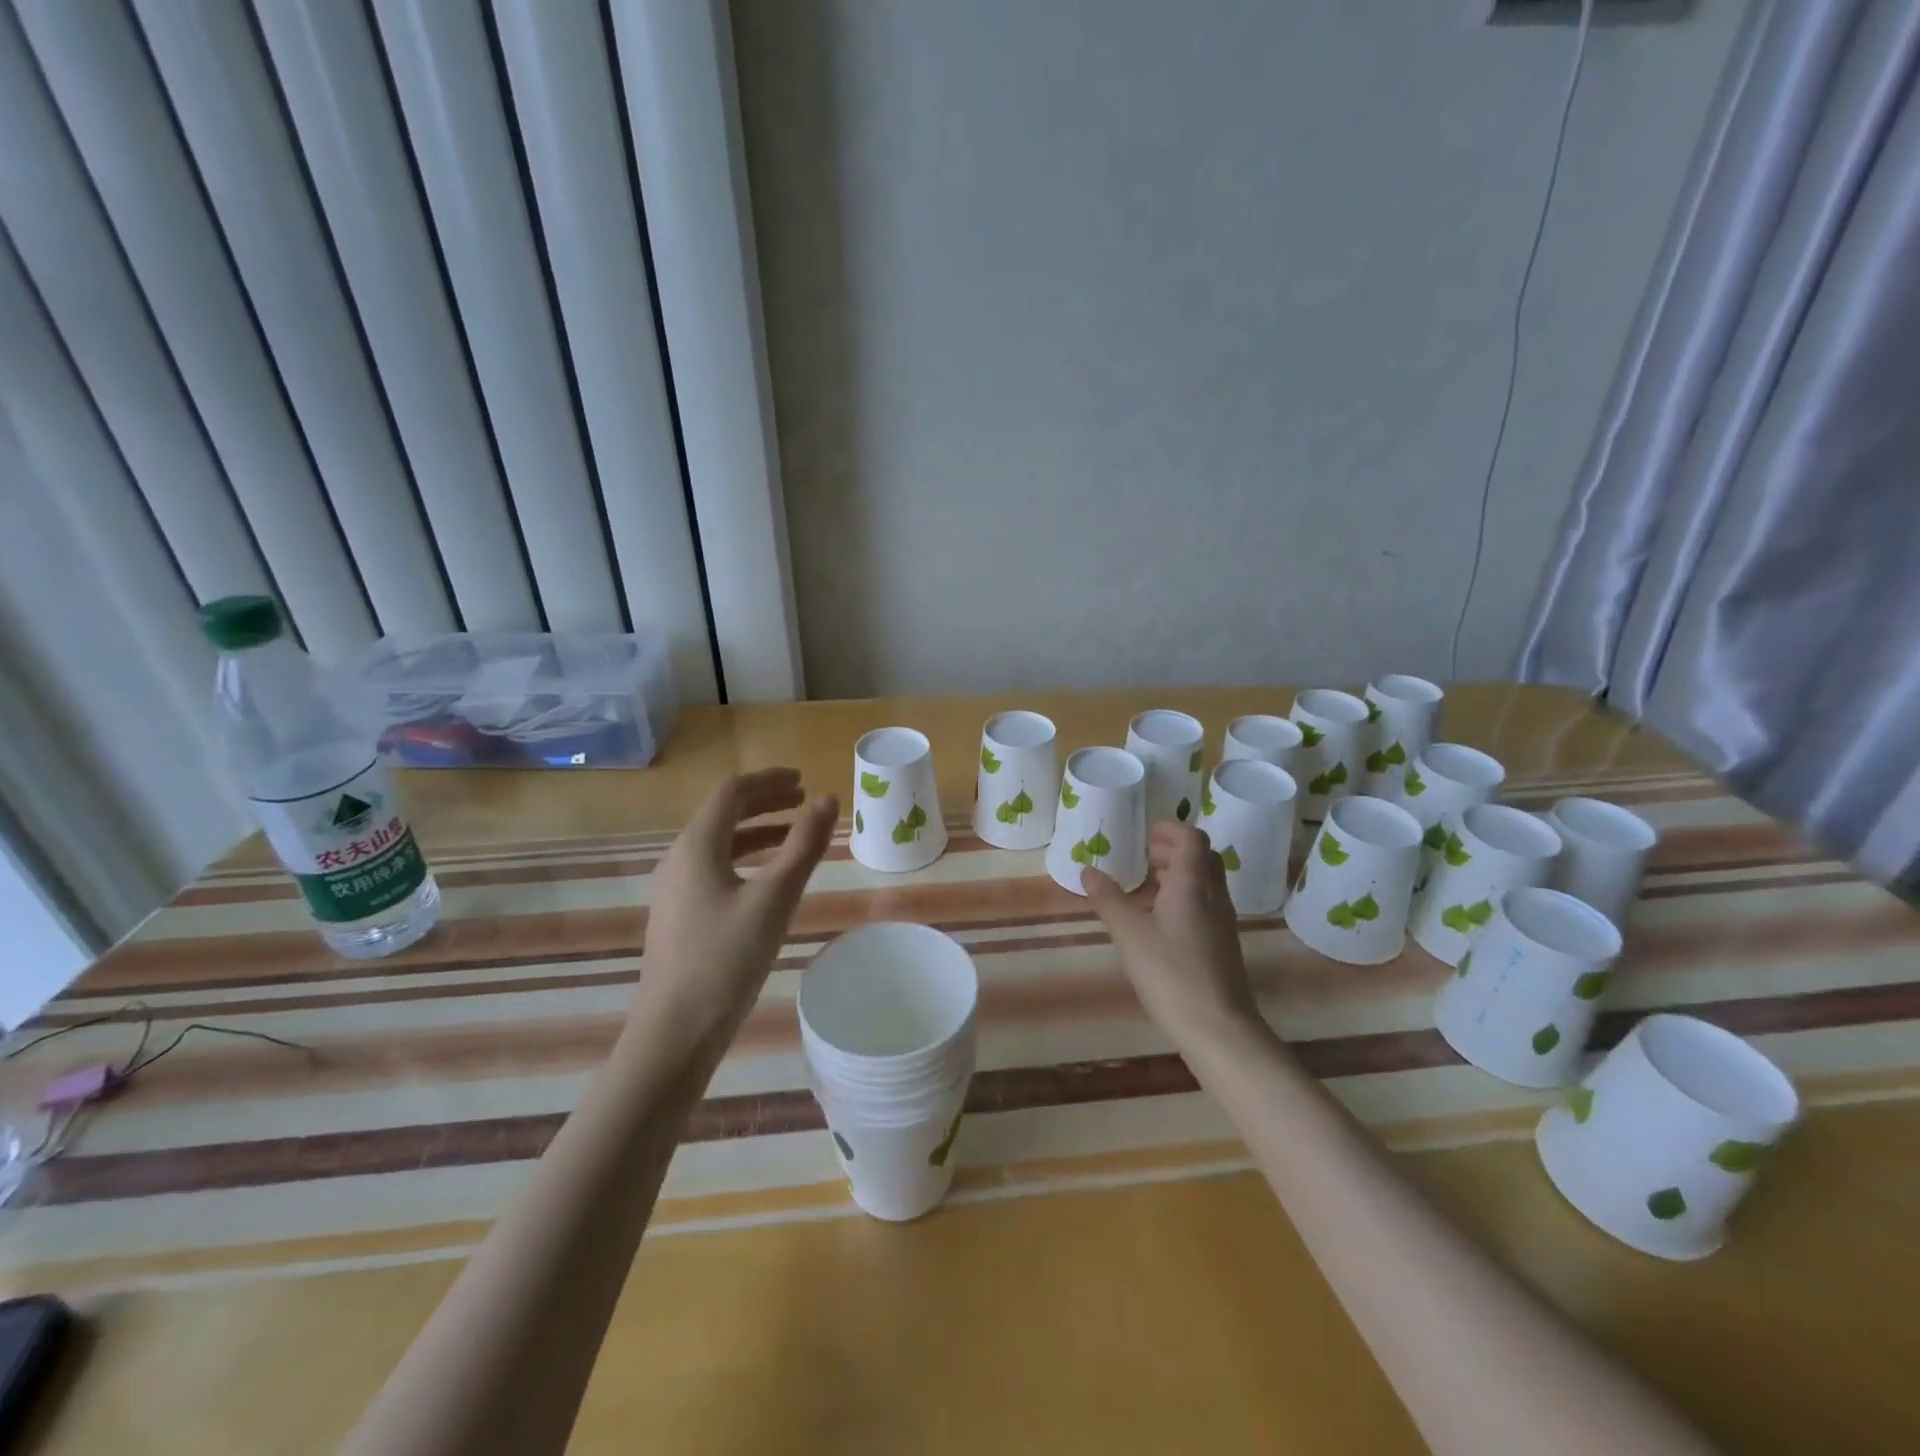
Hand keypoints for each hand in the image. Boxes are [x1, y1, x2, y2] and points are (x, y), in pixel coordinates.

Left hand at [631, 768, 836, 1052]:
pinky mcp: (678, 915)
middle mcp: (678, 859)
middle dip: (764, 802)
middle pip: (722, 814)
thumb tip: (828, 800)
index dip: (769, 780)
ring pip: (718, 843)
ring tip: (793, 834)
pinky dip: (745, 858)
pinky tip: (767, 879)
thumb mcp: (775, 898)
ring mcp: (674, 889)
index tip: (804, 781)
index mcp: (696, 846)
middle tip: (804, 801)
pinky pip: (714, 868)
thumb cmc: (727, 958)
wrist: (676, 1031)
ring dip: (757, 830)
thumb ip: (803, 845)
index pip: (732, 792)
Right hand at [1083, 822, 1261, 1043]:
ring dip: (1179, 872)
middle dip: (1174, 849)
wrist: (1218, 1027)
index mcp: (1193, 883)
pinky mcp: (1223, 942)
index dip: (1170, 829)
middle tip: (1144, 854)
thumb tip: (1088, 870)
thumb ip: (1108, 899)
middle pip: (1202, 857)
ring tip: (1147, 883)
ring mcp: (1223, 920)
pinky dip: (1184, 895)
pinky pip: (1205, 902)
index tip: (1145, 833)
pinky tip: (1160, 918)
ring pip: (1205, 881)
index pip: (1192, 838)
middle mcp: (1213, 895)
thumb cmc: (1171, 972)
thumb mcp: (1129, 933)